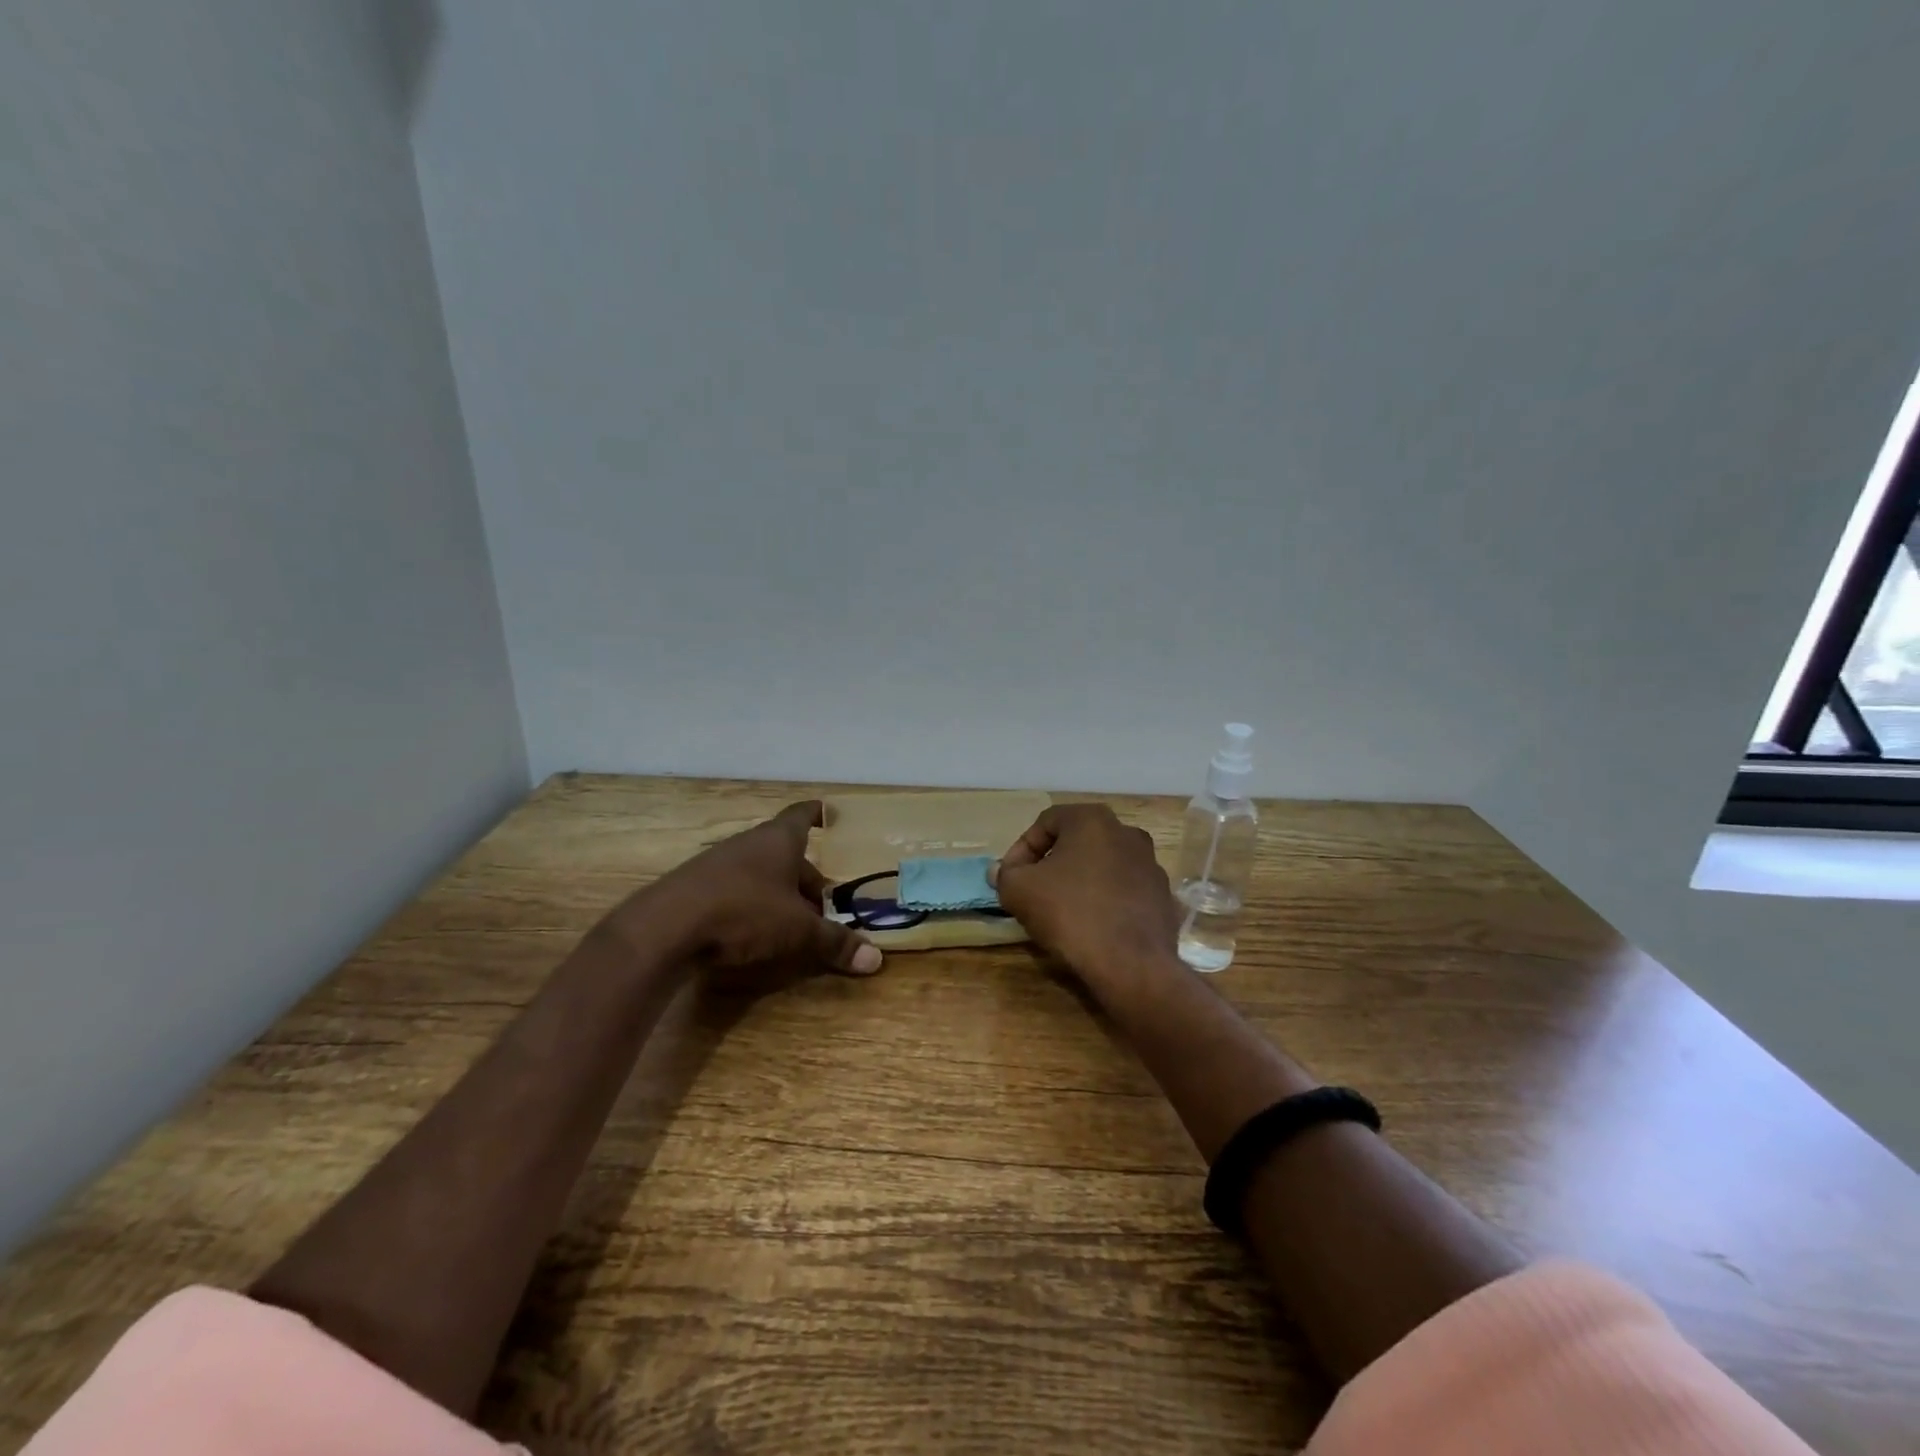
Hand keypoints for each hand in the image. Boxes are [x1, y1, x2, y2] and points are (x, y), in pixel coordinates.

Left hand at [603, 801, 882, 979]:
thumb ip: (834, 943)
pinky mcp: (694, 889)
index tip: (829, 814)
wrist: (664, 928)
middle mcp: (748, 844)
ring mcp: (717, 864)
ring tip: (794, 920)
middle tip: (826, 899)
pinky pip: (734, 890)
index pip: (802, 816)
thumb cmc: (743, 913)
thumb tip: (876, 960)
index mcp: (778, 841)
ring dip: (778, 893)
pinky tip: (753, 932)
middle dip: (806, 876)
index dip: (817, 814)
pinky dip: (750, 905)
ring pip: (759, 873)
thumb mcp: (797, 931)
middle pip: (784, 853)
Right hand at [990, 804, 1180, 988]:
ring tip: (1061, 910)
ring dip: (1079, 881)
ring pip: (1102, 866)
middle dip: (1051, 863)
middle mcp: (1127, 833)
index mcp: (1093, 820)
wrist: (1131, 965)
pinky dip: (1104, 901)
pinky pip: (1123, 891)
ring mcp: (1151, 865)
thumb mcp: (1019, 890)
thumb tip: (1000, 870)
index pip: (1046, 822)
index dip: (1022, 849)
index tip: (1011, 878)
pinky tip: (1091, 926)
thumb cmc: (1070, 914)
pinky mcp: (1162, 897)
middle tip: (1033, 890)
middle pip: (1077, 842)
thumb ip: (1006, 874)